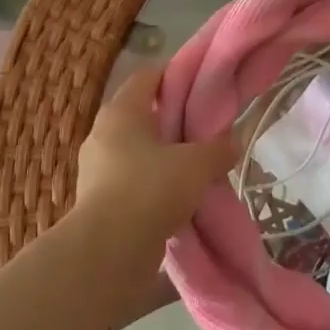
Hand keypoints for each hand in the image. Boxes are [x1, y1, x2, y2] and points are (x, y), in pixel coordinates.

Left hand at [71, 66, 236, 277]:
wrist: (108, 254)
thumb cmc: (150, 189)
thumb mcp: (197, 164)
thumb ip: (218, 148)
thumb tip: (232, 143)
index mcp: (121, 112)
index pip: (148, 76)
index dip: (176, 75)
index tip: (204, 84)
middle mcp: (103, 135)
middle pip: (144, 116)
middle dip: (175, 120)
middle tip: (207, 128)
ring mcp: (96, 171)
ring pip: (139, 152)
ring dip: (166, 157)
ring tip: (199, 166)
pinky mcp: (99, 203)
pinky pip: (134, 182)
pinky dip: (156, 186)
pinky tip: (182, 198)